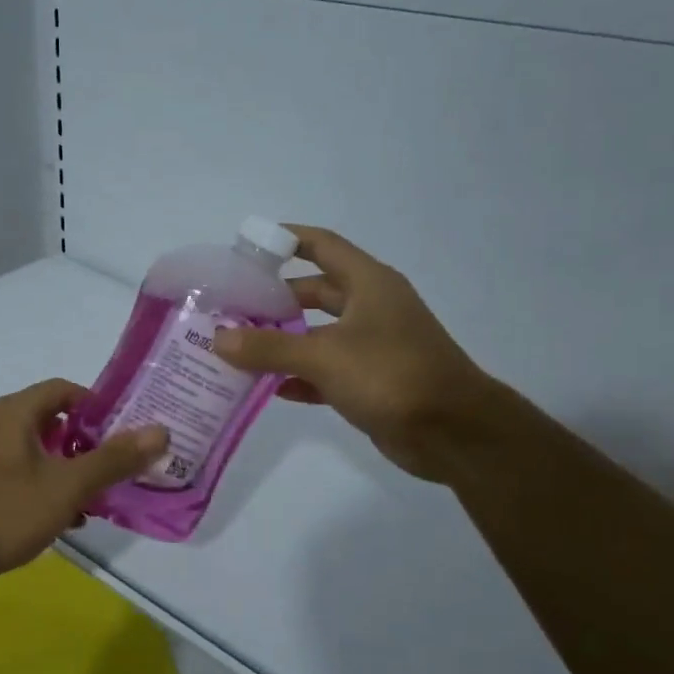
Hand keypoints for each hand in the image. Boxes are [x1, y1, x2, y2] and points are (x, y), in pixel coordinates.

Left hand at [0, 379, 167, 598]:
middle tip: (124, 462)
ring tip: (105, 493)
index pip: (66, 389)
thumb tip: (160, 431)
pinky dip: (52, 489)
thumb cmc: (6, 512)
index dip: (99, 404)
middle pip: (56, 421)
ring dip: (74, 469)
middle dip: (92, 442)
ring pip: (43, 453)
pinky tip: (73, 518)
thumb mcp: (68, 485)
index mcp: (15, 413)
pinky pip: (28, 477)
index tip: (129, 428)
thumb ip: (114, 459)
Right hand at [212, 225, 491, 480]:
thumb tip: (219, 338)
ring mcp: (373, 346)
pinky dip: (300, 376)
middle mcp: (371, 308)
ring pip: (318, 334)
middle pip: (315, 292)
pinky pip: (327, 371)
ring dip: (283, 341)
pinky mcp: (372, 382)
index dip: (286, 239)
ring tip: (238, 347)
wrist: (454, 433)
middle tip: (232, 307)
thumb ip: (269, 347)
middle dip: (275, 298)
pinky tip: (269, 388)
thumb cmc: (392, 375)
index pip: (322, 245)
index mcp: (368, 284)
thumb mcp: (325, 356)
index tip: (247, 245)